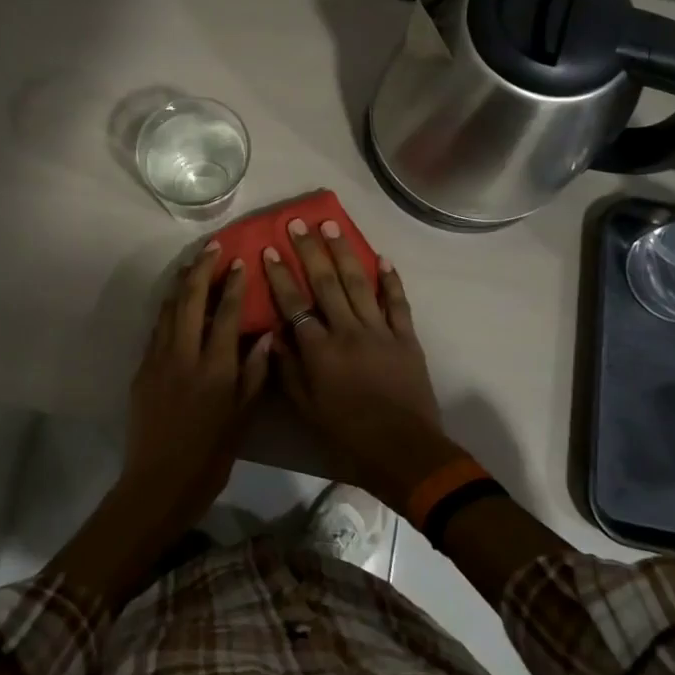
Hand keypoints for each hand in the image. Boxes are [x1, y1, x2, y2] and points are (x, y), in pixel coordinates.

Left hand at [122, 242, 272, 530]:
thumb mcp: (242, 419)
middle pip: (190, 300)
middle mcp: (184, 356)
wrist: (158, 483)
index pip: (225, 314)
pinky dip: (168, 309)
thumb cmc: (210, 456)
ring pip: (169, 309)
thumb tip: (266, 336)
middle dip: (201, 269)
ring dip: (181, 283)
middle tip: (211, 247)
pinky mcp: (142, 369)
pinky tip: (175, 303)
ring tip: (192, 264)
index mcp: (214, 369)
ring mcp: (158, 360)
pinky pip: (157, 328)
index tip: (238, 261)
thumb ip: (254, 375)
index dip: (233, 285)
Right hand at [262, 218, 460, 506]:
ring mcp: (380, 331)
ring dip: (345, 252)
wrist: (404, 451)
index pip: (294, 304)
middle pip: (326, 282)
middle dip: (309, 250)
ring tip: (332, 226)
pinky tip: (382, 258)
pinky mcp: (406, 338)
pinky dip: (390, 280)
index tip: (268, 249)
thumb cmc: (348, 435)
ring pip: (359, 283)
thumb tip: (274, 335)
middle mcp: (348, 331)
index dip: (280, 275)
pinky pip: (397, 303)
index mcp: (320, 350)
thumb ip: (288, 370)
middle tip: (298, 222)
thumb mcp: (306, 410)